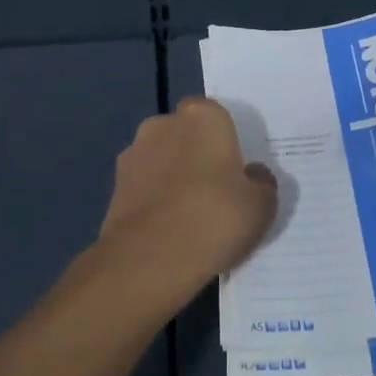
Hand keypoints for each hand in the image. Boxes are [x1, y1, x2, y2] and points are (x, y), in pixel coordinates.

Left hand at [98, 97, 278, 308]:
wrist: (150, 259)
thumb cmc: (214, 218)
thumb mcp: (261, 205)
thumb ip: (261, 182)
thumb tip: (252, 175)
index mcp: (202, 116)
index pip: (215, 116)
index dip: (225, 141)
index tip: (235, 170)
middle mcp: (162, 124)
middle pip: (185, 135)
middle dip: (196, 155)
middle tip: (215, 192)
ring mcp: (133, 154)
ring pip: (161, 160)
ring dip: (172, 178)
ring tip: (189, 217)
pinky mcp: (114, 187)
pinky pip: (144, 188)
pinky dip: (154, 201)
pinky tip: (168, 231)